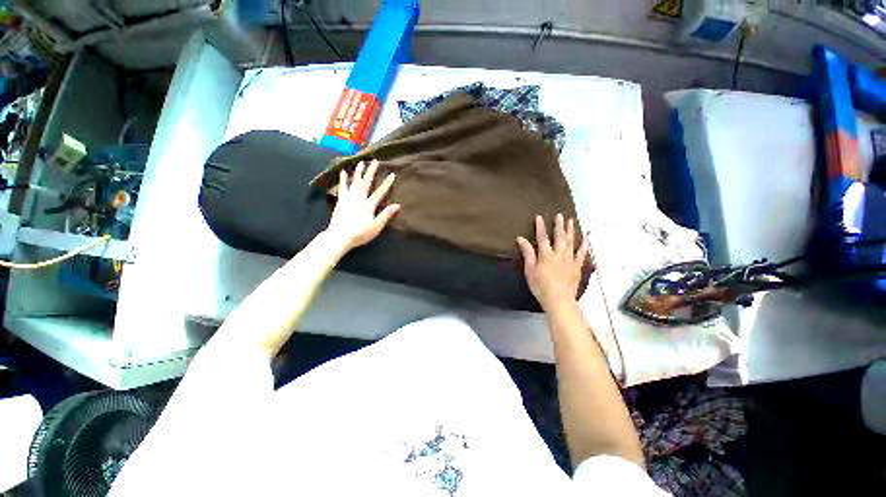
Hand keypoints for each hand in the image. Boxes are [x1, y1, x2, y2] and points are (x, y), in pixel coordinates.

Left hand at [326, 160, 400, 250]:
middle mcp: (359, 198)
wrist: (339, 237)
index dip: (387, 183)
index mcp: (368, 205)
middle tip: (374, 161)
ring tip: (360, 162)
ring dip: (358, 172)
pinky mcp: (341, 201)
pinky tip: (343, 172)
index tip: (392, 174)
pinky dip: (343, 179)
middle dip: (371, 171)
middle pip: (366, 183)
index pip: (380, 192)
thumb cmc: (360, 233)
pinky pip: (342, 187)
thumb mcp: (376, 226)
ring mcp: (348, 198)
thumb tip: (397, 205)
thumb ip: (386, 215)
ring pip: (354, 182)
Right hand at [517, 214, 588, 311]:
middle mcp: (559, 254)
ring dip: (570, 231)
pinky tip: (586, 239)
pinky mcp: (576, 267)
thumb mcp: (530, 270)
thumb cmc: (540, 286)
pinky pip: (582, 254)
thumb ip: (527, 253)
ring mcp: (569, 260)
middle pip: (559, 237)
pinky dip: (584, 246)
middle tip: (560, 215)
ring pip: (570, 242)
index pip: (542, 237)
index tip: (539, 216)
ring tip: (571, 221)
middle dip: (558, 225)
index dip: (540, 226)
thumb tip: (521, 238)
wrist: (559, 300)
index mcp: (546, 255)